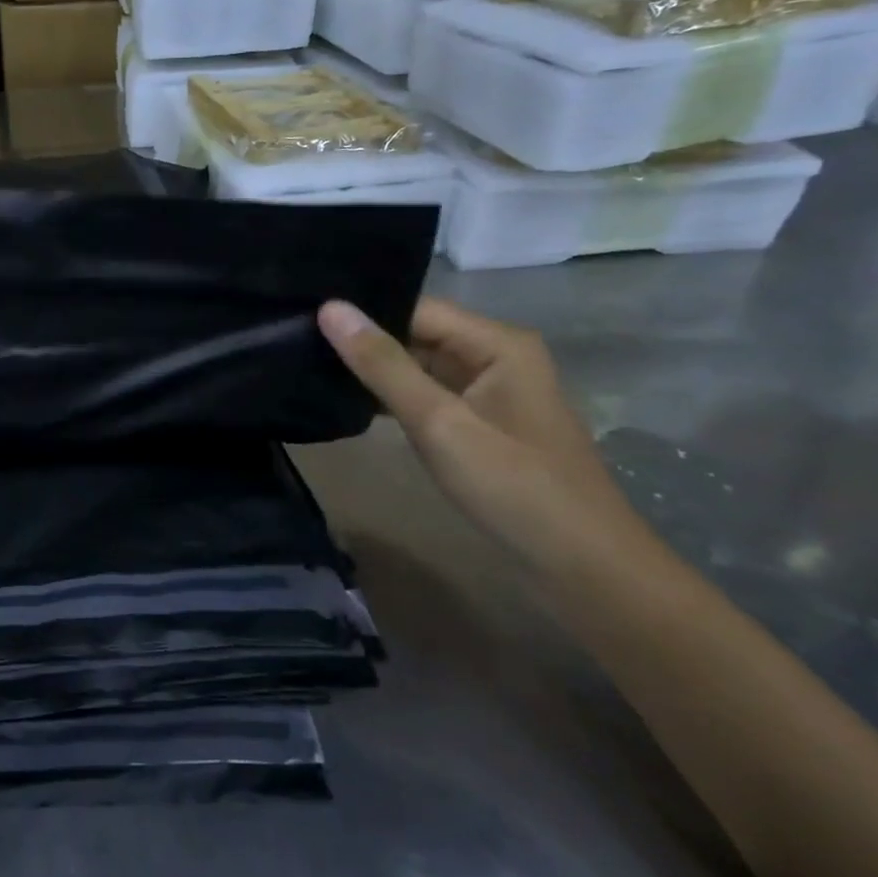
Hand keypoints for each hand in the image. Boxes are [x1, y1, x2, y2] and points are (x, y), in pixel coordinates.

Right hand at [318, 296, 653, 566]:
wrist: (582, 568)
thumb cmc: (513, 487)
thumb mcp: (439, 422)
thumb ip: (382, 365)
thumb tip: (330, 308)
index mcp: (497, 343)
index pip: (415, 308)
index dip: (363, 311)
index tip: (302, 315)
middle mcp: (494, 356)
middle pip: (416, 334)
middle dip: (363, 340)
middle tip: (295, 339)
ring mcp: (487, 392)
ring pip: (418, 366)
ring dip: (373, 370)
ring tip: (307, 363)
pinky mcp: (478, 424)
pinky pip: (426, 395)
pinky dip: (390, 398)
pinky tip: (345, 399)